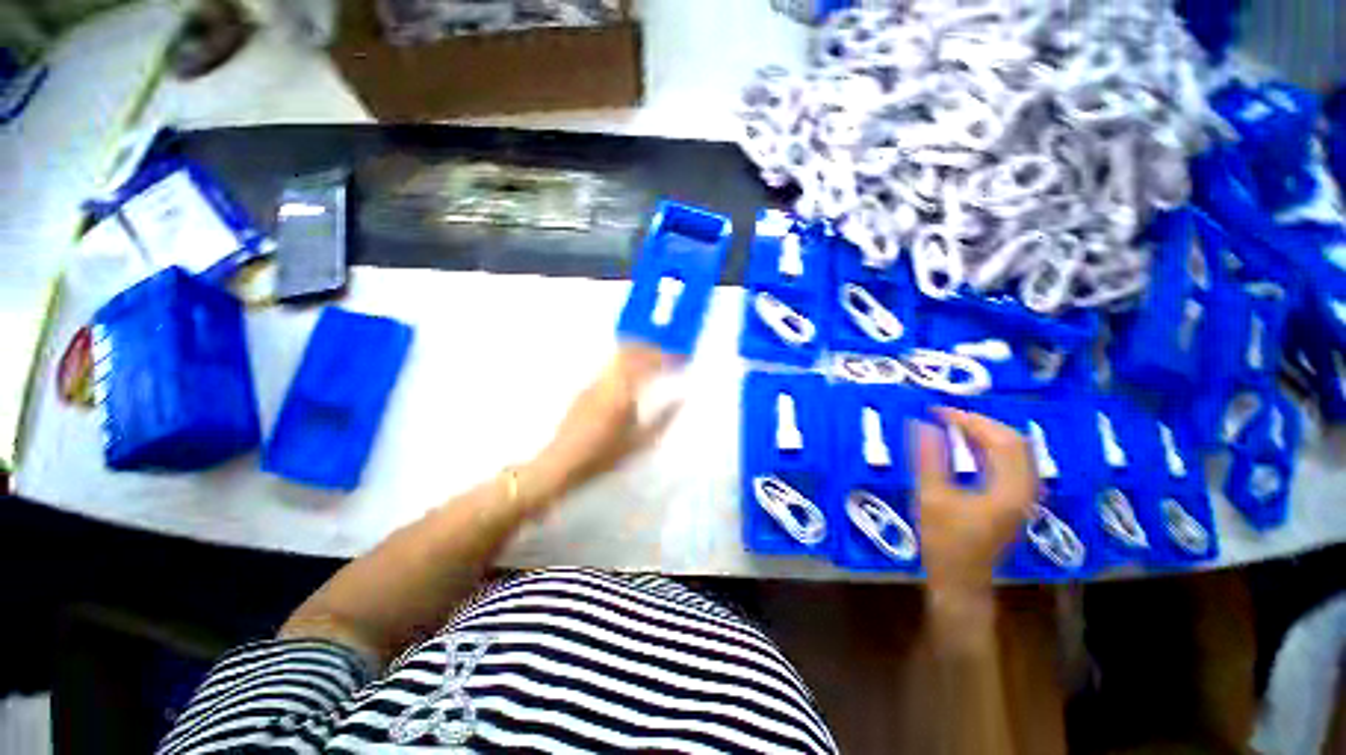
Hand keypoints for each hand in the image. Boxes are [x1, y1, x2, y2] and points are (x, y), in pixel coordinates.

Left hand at [522, 345, 680, 510]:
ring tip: (651, 359)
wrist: (563, 462)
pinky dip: (624, 363)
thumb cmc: (605, 455)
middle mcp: (606, 380)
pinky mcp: (585, 388)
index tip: (679, 357)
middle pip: (629, 350)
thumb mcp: (641, 442)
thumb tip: (680, 399)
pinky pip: (609, 366)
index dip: (665, 356)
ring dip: (636, 352)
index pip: (647, 363)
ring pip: (616, 356)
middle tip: (666, 352)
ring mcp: (593, 382)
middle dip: (650, 347)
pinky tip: (630, 374)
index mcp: (622, 391)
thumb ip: (663, 419)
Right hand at [915, 408, 1037, 597]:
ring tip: (953, 425)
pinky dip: (988, 448)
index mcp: (1010, 490)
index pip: (1001, 440)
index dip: (970, 420)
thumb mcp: (930, 497)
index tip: (937, 412)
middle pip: (1014, 441)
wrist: (959, 581)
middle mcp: (1025, 490)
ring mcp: (1023, 496)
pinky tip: (965, 445)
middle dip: (980, 423)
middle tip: (946, 417)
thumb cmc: (944, 542)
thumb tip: (922, 424)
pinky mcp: (1014, 501)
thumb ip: (928, 458)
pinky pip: (1009, 463)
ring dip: (985, 434)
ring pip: (1014, 451)